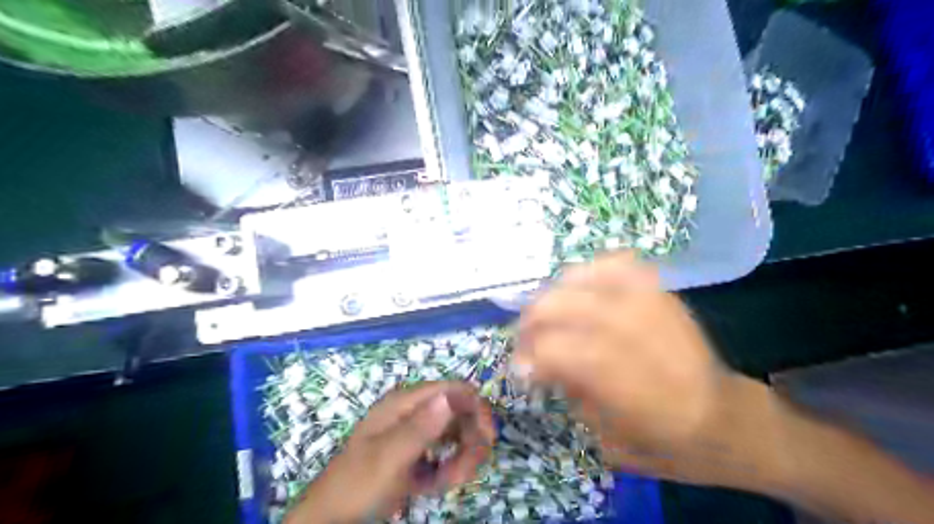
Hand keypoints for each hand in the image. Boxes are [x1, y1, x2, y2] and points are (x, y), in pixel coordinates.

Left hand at [288, 380, 494, 523]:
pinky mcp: (416, 455)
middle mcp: (413, 412)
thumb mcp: (390, 458)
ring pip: (455, 437)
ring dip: (460, 460)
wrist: (331, 520)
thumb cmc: (358, 485)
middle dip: (469, 442)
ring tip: (447, 483)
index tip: (488, 438)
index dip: (476, 408)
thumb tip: (452, 395)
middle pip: (459, 414)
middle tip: (465, 472)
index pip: (453, 390)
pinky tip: (436, 486)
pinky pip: (444, 456)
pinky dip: (447, 471)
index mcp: (405, 403)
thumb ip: (421, 427)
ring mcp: (414, 435)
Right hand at [510, 252, 781, 489]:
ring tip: (546, 310)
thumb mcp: (611, 442)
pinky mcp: (664, 295)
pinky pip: (619, 264)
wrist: (729, 421)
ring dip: (554, 293)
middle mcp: (640, 339)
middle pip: (566, 307)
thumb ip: (572, 394)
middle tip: (525, 337)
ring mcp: (655, 309)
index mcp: (629, 388)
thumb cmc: (668, 444)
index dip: (529, 356)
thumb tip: (541, 361)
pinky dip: (591, 270)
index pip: (558, 351)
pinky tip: (580, 285)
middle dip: (533, 319)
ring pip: (587, 280)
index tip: (519, 369)